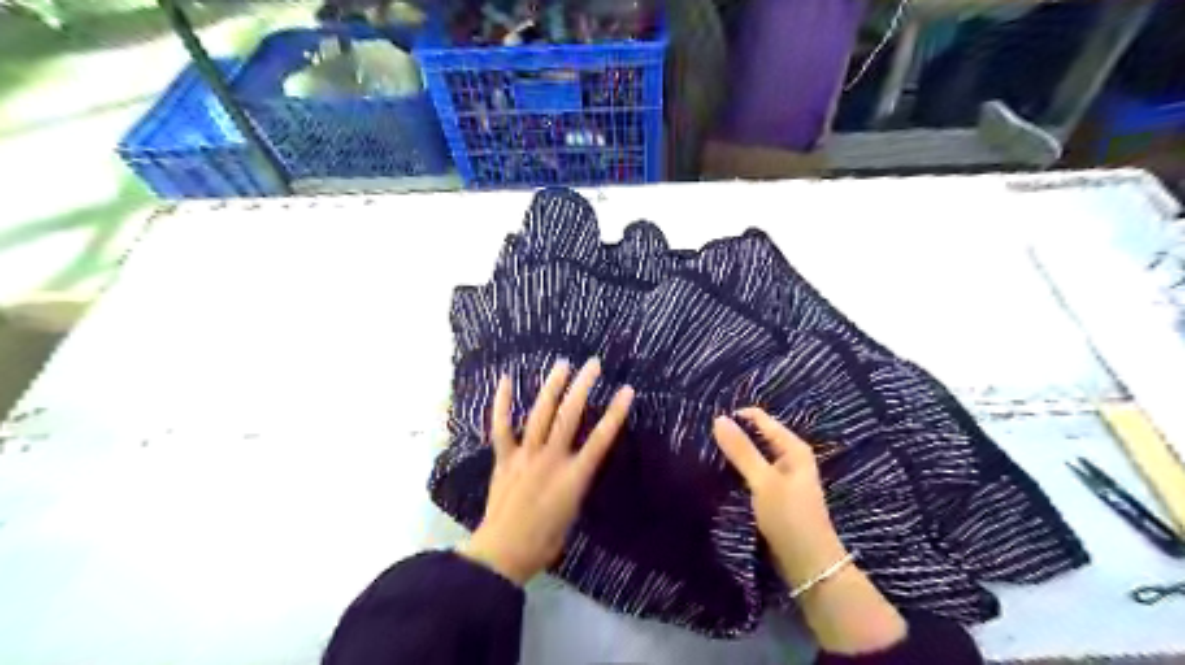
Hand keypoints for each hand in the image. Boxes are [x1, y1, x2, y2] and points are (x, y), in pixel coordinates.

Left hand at [458, 358, 634, 587]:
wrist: (503, 553)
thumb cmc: (544, 542)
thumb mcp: (573, 513)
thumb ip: (576, 482)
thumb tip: (578, 464)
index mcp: (574, 477)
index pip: (600, 439)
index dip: (615, 413)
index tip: (626, 390)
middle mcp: (551, 459)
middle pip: (570, 416)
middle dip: (583, 387)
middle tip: (592, 364)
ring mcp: (525, 456)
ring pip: (540, 415)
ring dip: (552, 387)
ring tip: (562, 365)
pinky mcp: (504, 458)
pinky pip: (501, 427)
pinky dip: (501, 403)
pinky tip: (505, 380)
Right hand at [712, 407, 909, 651]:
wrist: (809, 564)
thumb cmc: (789, 517)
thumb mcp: (763, 481)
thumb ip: (742, 450)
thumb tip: (719, 419)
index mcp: (793, 447)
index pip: (760, 418)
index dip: (736, 418)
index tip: (708, 424)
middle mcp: (790, 457)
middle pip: (758, 435)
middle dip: (734, 435)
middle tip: (703, 438)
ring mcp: (783, 476)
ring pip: (754, 455)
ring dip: (735, 454)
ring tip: (707, 452)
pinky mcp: (775, 493)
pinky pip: (754, 471)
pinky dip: (739, 469)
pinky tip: (721, 473)